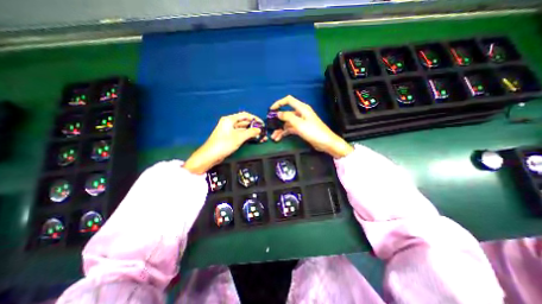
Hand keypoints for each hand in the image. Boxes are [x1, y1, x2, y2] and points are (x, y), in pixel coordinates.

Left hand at [183, 112, 265, 174]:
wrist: (210, 156)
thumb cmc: (224, 144)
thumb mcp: (239, 137)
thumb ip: (250, 132)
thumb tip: (259, 129)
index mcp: (230, 119)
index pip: (245, 115)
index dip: (254, 118)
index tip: (262, 124)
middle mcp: (230, 123)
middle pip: (244, 122)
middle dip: (254, 127)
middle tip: (263, 132)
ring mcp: (229, 131)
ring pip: (243, 129)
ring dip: (252, 133)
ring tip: (261, 137)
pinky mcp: (230, 138)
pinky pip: (241, 135)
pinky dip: (248, 136)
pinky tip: (255, 139)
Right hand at [269, 95, 353, 158]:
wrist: (325, 142)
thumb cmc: (313, 131)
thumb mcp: (299, 123)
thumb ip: (287, 117)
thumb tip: (278, 113)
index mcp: (301, 108)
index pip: (288, 100)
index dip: (279, 103)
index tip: (271, 110)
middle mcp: (300, 113)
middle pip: (286, 114)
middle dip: (278, 120)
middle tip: (270, 127)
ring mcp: (300, 122)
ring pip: (287, 123)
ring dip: (280, 129)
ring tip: (274, 137)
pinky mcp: (301, 129)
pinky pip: (290, 129)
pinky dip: (284, 133)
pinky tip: (279, 138)